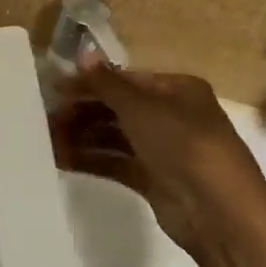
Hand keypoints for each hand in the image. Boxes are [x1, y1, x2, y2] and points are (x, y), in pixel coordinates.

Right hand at [51, 61, 265, 266]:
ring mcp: (163, 150)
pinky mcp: (154, 180)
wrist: (219, 211)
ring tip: (47, 141)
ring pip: (114, 136)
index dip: (90, 83)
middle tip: (46, 119)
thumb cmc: (183, 144)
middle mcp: (171, 116)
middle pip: (118, 108)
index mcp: (177, 90)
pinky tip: (62, 160)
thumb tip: (82, 54)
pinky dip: (91, 159)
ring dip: (82, 136)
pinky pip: (116, 163)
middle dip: (82, 111)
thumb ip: (107, 84)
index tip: (54, 89)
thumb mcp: (142, 107)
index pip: (125, 80)